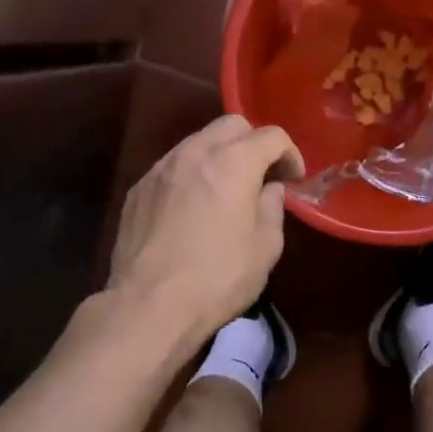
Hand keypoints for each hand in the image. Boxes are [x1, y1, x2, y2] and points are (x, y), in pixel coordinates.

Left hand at [108, 115, 304, 344]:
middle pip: (231, 125)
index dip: (290, 153)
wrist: (148, 306)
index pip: (271, 136)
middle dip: (253, 143)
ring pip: (197, 142)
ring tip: (225, 190)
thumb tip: (269, 189)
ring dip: (219, 156)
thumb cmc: (217, 279)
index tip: (294, 178)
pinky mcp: (138, 189)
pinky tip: (192, 208)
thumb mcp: (265, 248)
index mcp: (233, 163)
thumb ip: (272, 208)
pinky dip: (191, 175)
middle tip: (262, 176)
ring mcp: (160, 168)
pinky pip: (172, 167)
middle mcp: (194, 153)